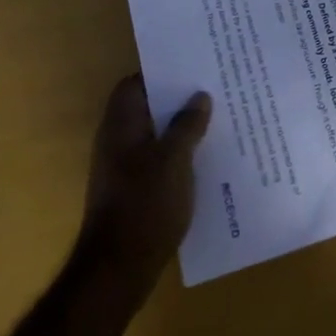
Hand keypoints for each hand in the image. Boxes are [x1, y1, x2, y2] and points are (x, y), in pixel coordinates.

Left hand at [76, 75, 211, 301]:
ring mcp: (124, 168)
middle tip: (214, 89)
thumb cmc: (145, 204)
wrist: (119, 268)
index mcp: (121, 126)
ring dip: (181, 128)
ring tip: (218, 119)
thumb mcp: (174, 160)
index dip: (160, 73)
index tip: (193, 67)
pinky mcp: (134, 191)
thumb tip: (199, 97)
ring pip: (155, 135)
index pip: (134, 84)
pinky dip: (179, 154)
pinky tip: (207, 157)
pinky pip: (159, 160)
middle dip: (178, 100)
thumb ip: (187, 125)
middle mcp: (117, 142)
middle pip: (147, 108)